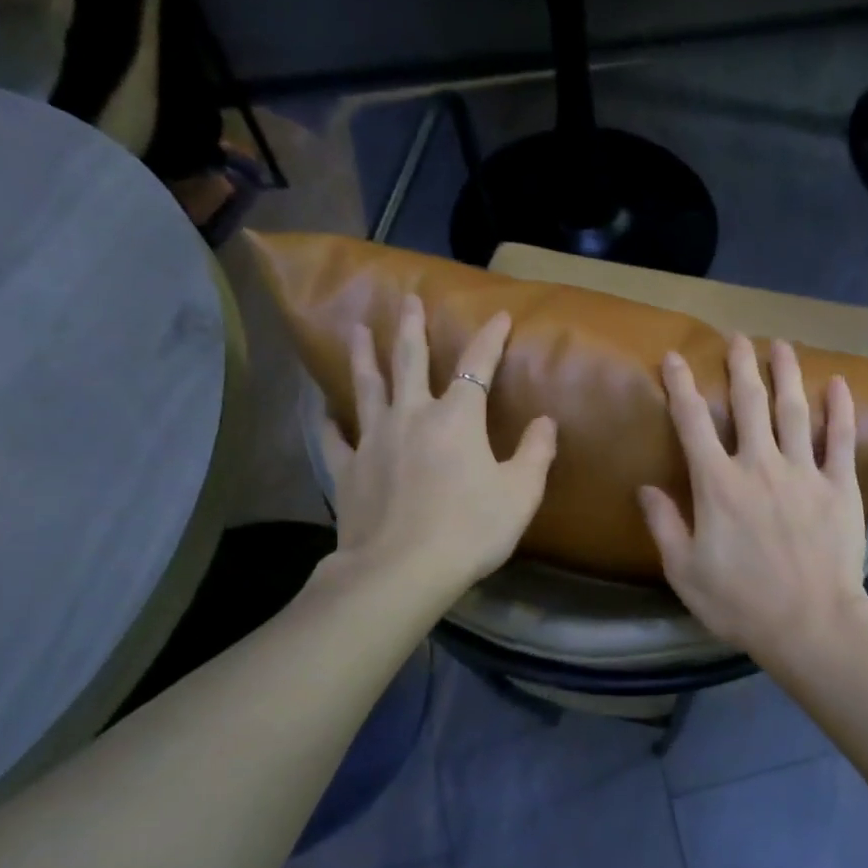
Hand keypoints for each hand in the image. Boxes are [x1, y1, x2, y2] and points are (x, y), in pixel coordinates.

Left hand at [316, 294, 556, 595]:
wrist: (403, 569)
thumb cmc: (471, 529)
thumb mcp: (521, 493)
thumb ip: (536, 453)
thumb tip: (546, 421)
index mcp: (457, 418)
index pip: (477, 366)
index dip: (490, 338)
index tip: (499, 315)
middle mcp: (411, 416)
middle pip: (408, 360)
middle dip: (410, 327)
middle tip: (406, 298)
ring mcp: (373, 440)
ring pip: (366, 387)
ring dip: (363, 355)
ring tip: (356, 329)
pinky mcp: (347, 468)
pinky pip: (333, 436)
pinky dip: (327, 419)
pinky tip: (321, 408)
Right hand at [640, 334, 867, 661]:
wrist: (810, 624)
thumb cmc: (740, 603)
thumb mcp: (685, 572)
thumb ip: (665, 525)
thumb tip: (645, 488)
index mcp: (717, 485)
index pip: (693, 423)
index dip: (681, 387)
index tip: (675, 359)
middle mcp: (759, 466)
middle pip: (749, 403)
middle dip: (740, 366)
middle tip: (737, 338)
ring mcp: (804, 472)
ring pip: (794, 411)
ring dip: (785, 374)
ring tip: (780, 345)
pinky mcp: (840, 487)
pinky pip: (840, 440)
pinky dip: (839, 410)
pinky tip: (837, 384)